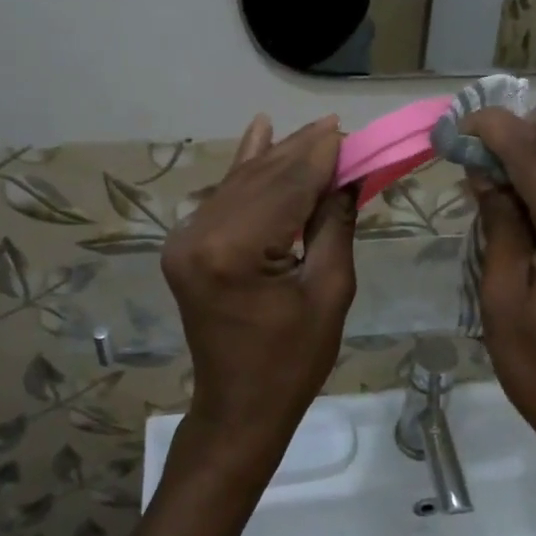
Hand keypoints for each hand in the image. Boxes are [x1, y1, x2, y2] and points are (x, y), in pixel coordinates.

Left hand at [162, 115, 357, 466]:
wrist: (239, 407)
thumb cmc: (293, 361)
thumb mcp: (328, 291)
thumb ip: (333, 225)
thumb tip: (346, 175)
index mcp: (234, 251)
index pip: (286, 186)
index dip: (320, 156)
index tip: (350, 130)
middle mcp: (200, 235)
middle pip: (262, 177)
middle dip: (303, 151)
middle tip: (340, 128)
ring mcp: (186, 238)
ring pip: (242, 181)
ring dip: (280, 156)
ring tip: (317, 130)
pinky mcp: (186, 245)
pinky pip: (225, 197)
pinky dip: (248, 168)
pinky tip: (260, 131)